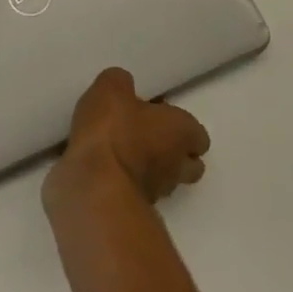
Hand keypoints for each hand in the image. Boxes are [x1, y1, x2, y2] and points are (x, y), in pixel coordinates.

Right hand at [46, 68, 211, 210]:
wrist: (94, 183)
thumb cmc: (113, 129)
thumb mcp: (111, 88)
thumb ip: (121, 83)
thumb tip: (124, 87)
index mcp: (181, 132)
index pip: (198, 134)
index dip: (181, 125)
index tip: (157, 115)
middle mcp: (177, 165)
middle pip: (189, 164)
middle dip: (172, 152)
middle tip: (144, 135)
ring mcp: (157, 192)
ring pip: (164, 180)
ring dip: (149, 168)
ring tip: (121, 151)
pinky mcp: (133, 208)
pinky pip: (135, 191)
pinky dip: (126, 182)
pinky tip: (104, 168)